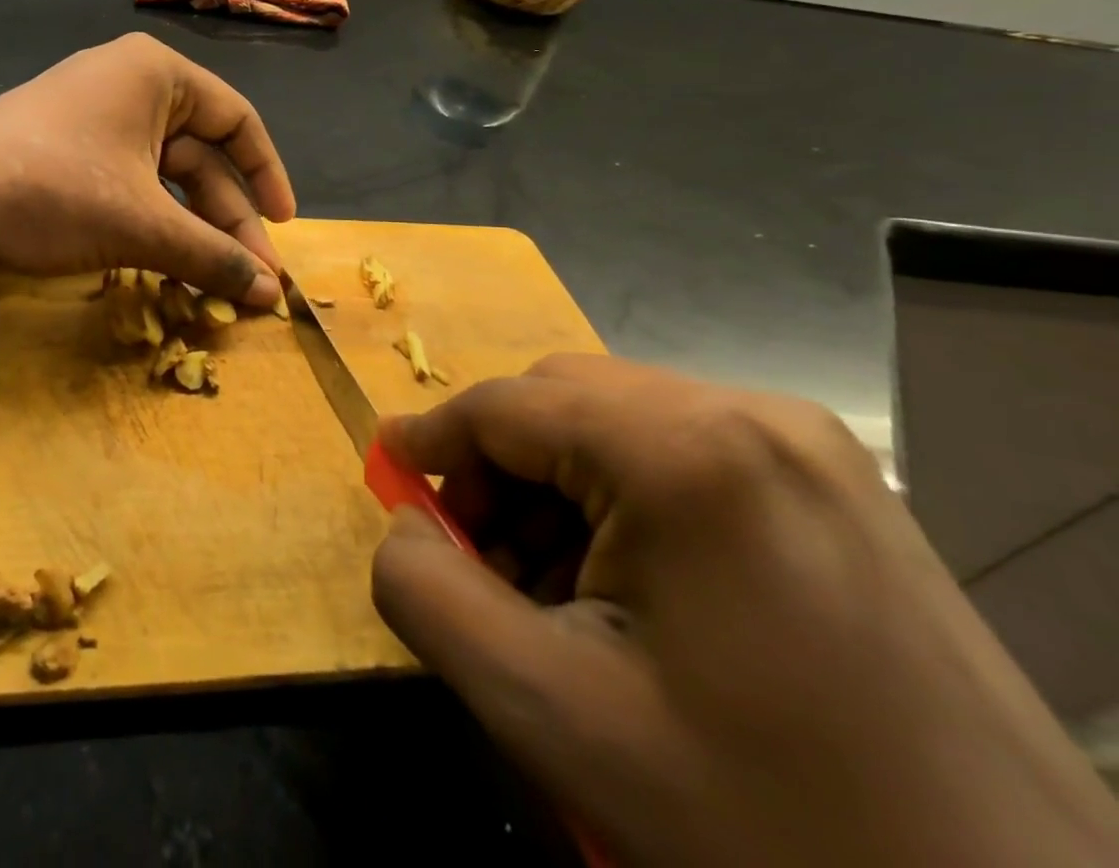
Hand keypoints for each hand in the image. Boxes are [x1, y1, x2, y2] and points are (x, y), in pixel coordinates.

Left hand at [0, 33, 295, 305]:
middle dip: (227, 219)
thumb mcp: (142, 225)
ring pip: (163, 177)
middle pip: (200, 155)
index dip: (268, 175)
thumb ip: (212, 256)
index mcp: (155, 74)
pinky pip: (127, 185)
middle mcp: (126, 84)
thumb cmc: (53, 192)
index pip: (237, 119)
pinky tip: (164, 266)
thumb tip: (272, 295)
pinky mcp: (64, 151)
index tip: (285, 227)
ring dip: (190, 229)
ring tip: (212, 282)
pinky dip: (151, 225)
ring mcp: (90, 118)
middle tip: (250, 280)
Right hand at [370, 353, 1118, 867]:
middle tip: (479, 559)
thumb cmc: (766, 825)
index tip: (389, 473)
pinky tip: (631, 586)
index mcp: (686, 448)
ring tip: (552, 587)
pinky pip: (680, 452)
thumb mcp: (553, 713)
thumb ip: (428, 594)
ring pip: (616, 423)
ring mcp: (810, 444)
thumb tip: (407, 526)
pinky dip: (623, 498)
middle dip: (498, 470)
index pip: (505, 406)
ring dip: (557, 486)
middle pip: (560, 402)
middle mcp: (751, 413)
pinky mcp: (840, 484)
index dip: (432, 439)